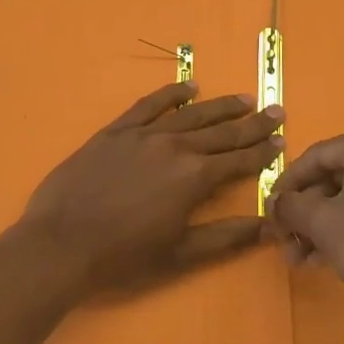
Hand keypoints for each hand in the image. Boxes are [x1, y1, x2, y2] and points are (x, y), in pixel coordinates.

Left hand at [15, 81, 284, 300]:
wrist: (61, 243)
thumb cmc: (123, 256)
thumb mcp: (180, 254)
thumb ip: (226, 237)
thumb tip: (268, 226)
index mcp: (194, 178)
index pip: (238, 160)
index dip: (262, 152)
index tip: (281, 141)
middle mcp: (175, 148)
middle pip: (221, 131)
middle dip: (252, 123)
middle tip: (275, 111)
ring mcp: (144, 135)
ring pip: (191, 114)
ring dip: (220, 106)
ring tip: (243, 99)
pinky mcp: (116, 131)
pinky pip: (149, 105)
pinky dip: (171, 94)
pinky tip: (188, 87)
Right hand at [267, 122, 343, 337]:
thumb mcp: (323, 223)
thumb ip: (291, 206)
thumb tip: (275, 204)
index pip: (315, 157)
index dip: (286, 186)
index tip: (268, 212)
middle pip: (333, 178)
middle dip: (304, 213)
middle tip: (283, 241)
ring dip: (321, 227)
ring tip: (299, 259)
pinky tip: (323, 259)